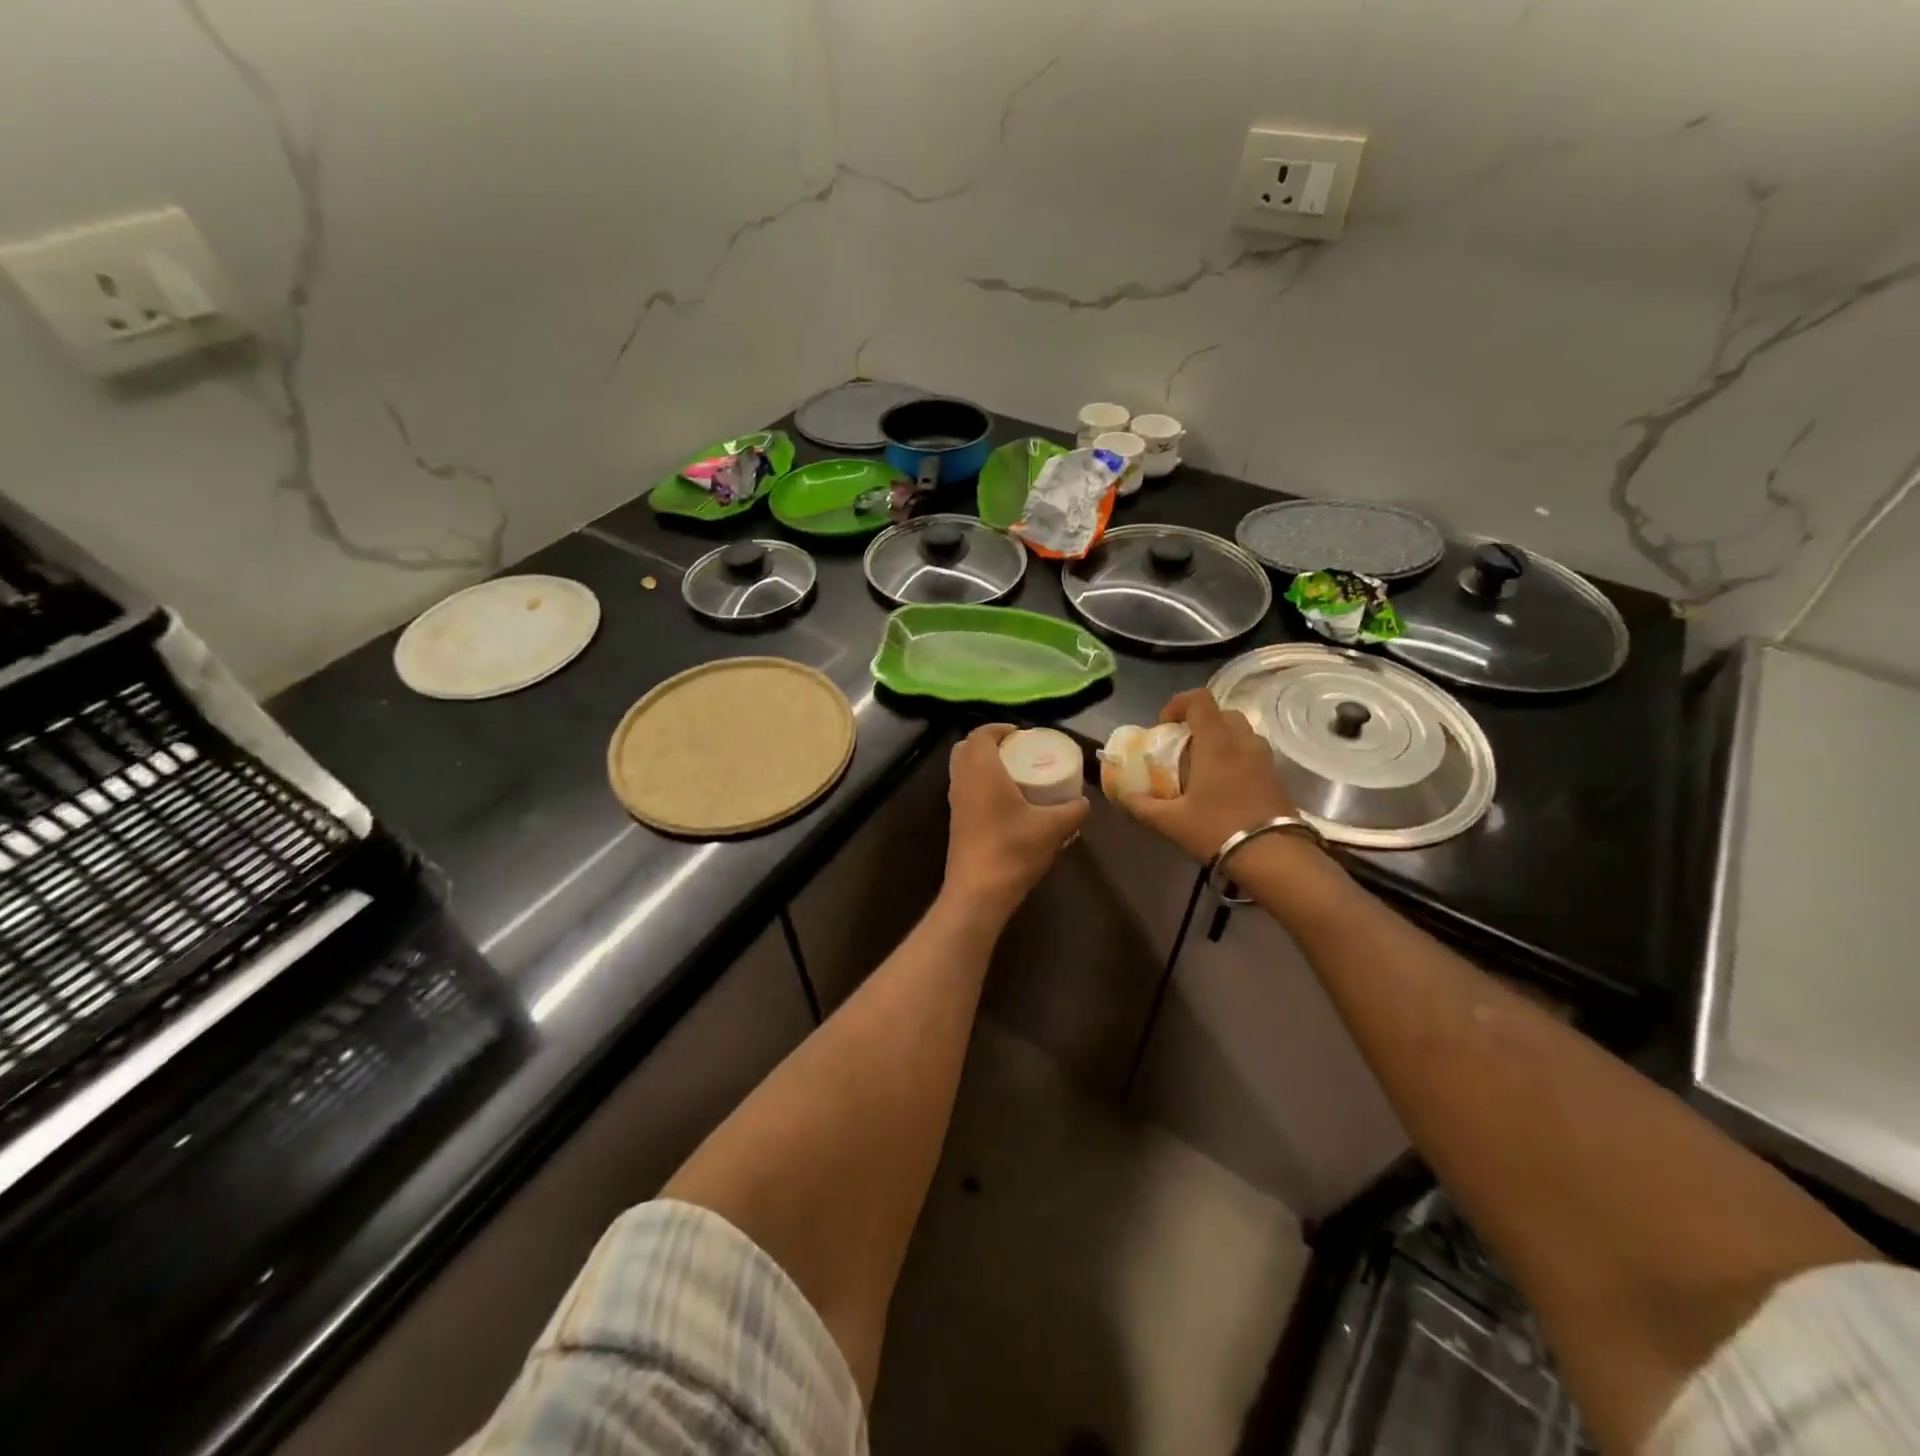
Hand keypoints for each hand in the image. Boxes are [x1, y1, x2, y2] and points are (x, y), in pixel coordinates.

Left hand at [943, 725, 1088, 920]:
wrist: (978, 892)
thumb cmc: (1013, 849)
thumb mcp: (1053, 828)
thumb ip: (1073, 810)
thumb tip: (1083, 802)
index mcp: (981, 769)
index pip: (981, 733)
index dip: (1000, 728)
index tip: (1022, 734)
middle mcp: (962, 780)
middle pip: (966, 748)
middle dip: (989, 744)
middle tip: (1017, 752)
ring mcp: (954, 802)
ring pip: (963, 770)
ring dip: (983, 766)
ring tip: (1014, 775)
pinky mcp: (955, 822)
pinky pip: (965, 790)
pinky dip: (981, 786)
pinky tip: (1006, 803)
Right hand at [1119, 690, 1297, 862]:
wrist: (1274, 857)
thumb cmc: (1217, 829)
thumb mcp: (1170, 821)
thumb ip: (1141, 805)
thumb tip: (1121, 795)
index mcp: (1216, 742)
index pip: (1199, 699)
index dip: (1177, 704)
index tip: (1163, 727)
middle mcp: (1243, 741)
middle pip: (1221, 713)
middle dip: (1199, 723)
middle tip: (1182, 747)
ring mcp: (1264, 758)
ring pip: (1240, 732)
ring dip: (1219, 739)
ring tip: (1202, 767)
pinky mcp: (1277, 776)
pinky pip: (1252, 752)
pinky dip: (1235, 757)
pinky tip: (1223, 786)